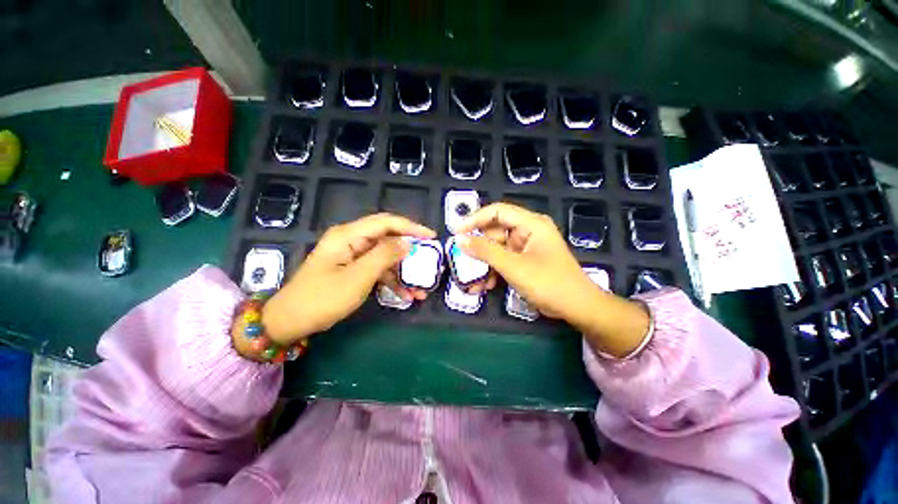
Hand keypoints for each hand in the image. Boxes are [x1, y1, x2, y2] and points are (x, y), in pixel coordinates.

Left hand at [261, 214, 435, 343]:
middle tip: (429, 263)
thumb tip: (408, 243)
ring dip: (403, 273)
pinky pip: (378, 270)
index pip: (386, 222)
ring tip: (421, 289)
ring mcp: (353, 255)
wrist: (291, 321)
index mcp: (349, 235)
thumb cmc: (323, 298)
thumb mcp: (358, 277)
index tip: (431, 237)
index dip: (411, 227)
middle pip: (388, 239)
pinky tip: (406, 295)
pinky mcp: (353, 269)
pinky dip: (392, 281)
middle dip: (410, 253)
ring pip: (386, 258)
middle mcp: (352, 240)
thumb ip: (384, 256)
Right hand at [455, 203, 649, 356]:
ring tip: (472, 281)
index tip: (456, 231)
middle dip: (478, 248)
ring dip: (484, 264)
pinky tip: (485, 285)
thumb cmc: (549, 283)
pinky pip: (503, 260)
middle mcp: (528, 231)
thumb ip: (485, 251)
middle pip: (495, 231)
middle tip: (461, 260)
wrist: (577, 308)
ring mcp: (526, 247)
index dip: (474, 219)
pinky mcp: (525, 260)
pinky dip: (493, 271)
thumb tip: (459, 239)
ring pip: (497, 249)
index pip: (497, 211)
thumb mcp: (513, 266)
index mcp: (531, 224)